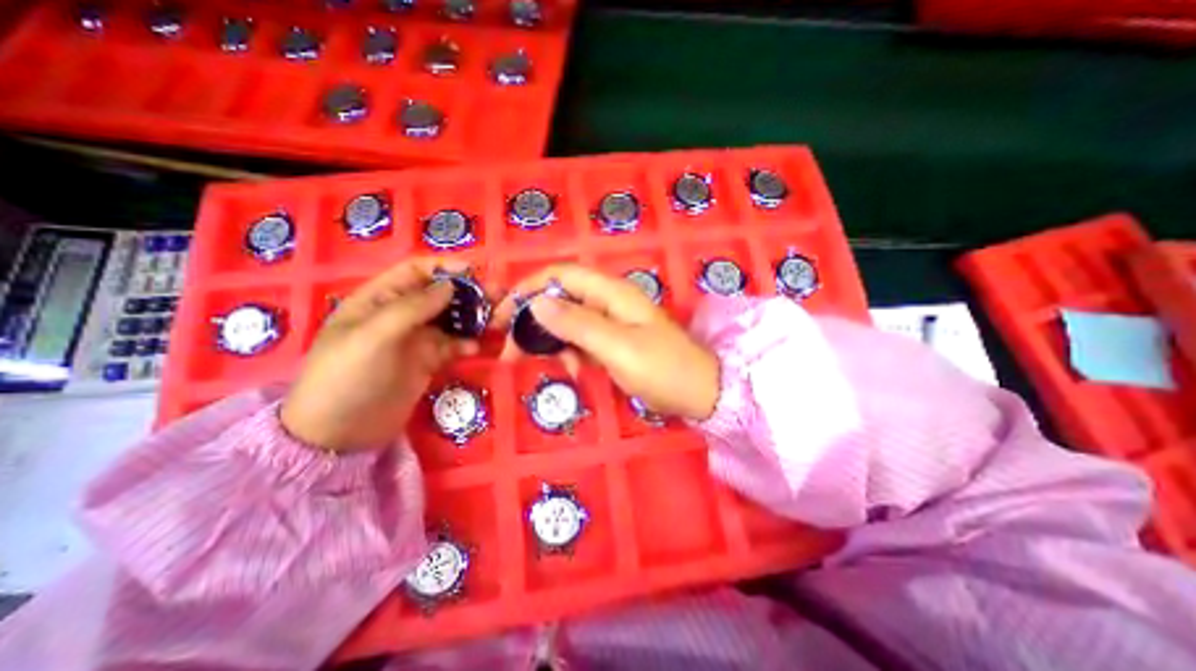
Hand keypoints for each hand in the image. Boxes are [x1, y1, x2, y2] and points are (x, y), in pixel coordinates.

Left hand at [284, 257, 479, 451]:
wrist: (341, 433)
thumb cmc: (347, 377)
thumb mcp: (373, 337)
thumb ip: (412, 308)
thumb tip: (451, 286)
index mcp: (379, 299)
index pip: (415, 272)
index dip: (444, 267)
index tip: (475, 271)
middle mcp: (401, 315)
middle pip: (441, 295)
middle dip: (469, 293)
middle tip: (499, 297)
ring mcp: (417, 339)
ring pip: (452, 319)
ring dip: (475, 318)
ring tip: (498, 321)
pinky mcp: (429, 361)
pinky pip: (455, 345)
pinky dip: (469, 343)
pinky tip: (477, 349)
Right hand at [495, 263, 717, 415]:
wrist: (699, 392)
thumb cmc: (662, 369)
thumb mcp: (617, 347)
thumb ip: (577, 324)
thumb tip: (536, 303)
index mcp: (611, 293)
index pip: (560, 276)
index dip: (528, 289)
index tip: (502, 315)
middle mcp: (608, 301)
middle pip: (559, 299)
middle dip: (531, 322)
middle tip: (508, 351)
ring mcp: (611, 322)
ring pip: (567, 322)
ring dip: (548, 342)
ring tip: (533, 365)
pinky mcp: (613, 341)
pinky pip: (581, 341)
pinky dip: (570, 354)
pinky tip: (573, 372)